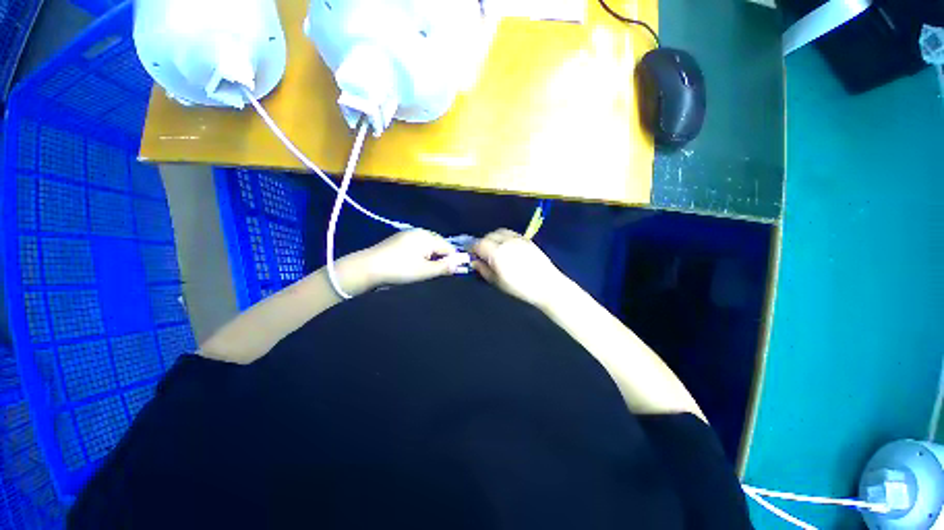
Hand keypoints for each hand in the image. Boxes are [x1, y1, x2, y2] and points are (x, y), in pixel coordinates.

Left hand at [351, 229, 466, 291]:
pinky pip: (418, 245)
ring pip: (428, 246)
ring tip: (424, 270)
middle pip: (439, 245)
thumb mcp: (424, 271)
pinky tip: (414, 263)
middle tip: (434, 273)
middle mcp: (420, 231)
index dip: (451, 260)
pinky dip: (421, 254)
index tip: (450, 273)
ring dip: (430, 257)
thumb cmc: (400, 269)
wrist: (368, 267)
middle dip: (441, 258)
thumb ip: (444, 267)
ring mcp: (409, 234)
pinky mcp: (400, 239)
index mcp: (428, 237)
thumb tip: (461, 264)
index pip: (449, 247)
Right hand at [471, 229, 569, 308]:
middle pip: (489, 236)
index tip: (472, 255)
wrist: (547, 285)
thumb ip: (484, 270)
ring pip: (500, 232)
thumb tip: (475, 262)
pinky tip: (507, 248)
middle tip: (483, 254)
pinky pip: (511, 233)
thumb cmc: (520, 287)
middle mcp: (506, 242)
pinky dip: (504, 237)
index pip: (479, 244)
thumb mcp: (498, 282)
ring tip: (495, 250)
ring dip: (493, 238)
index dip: (473, 249)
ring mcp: (517, 239)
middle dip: (483, 243)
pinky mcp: (526, 239)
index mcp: (497, 253)